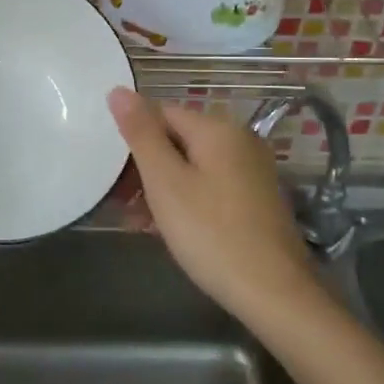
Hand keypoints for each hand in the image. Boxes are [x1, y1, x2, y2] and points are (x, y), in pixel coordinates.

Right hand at [108, 88, 315, 318]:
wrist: (274, 293)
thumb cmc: (211, 233)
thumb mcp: (165, 182)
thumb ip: (140, 133)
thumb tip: (118, 90)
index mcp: (217, 129)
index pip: (161, 113)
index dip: (131, 137)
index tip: (110, 170)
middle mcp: (238, 141)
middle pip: (176, 139)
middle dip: (143, 166)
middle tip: (117, 199)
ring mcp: (250, 171)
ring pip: (190, 166)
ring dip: (159, 187)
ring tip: (135, 219)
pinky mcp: (254, 199)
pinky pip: (208, 186)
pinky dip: (183, 200)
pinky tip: (163, 228)